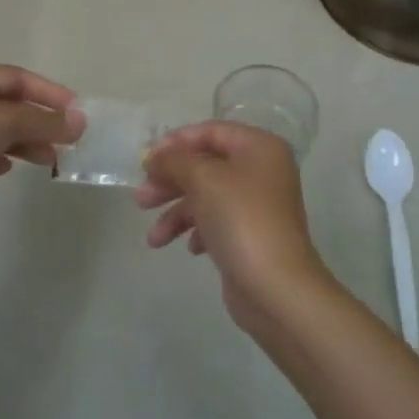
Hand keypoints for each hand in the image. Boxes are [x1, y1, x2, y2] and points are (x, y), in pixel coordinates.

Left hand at [0, 63, 81, 237]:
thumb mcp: (4, 123)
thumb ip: (45, 121)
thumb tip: (81, 121)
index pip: (16, 77)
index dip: (48, 92)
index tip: (75, 111)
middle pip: (7, 103)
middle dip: (38, 120)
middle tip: (66, 138)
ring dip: (24, 140)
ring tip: (48, 159)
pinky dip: (1, 155)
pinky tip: (9, 168)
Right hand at [137, 121, 334, 335]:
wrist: (276, 288)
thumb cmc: (241, 220)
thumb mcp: (203, 180)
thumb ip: (175, 161)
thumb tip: (155, 156)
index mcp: (259, 147)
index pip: (211, 131)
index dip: (176, 142)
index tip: (147, 160)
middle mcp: (261, 170)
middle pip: (206, 165)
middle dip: (171, 181)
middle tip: (141, 199)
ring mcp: (257, 204)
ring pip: (207, 196)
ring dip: (177, 212)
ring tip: (154, 238)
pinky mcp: (251, 234)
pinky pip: (217, 221)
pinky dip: (197, 230)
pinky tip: (190, 248)